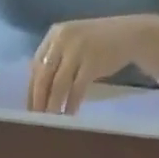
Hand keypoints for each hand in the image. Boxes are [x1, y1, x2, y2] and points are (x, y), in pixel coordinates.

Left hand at [28, 15, 158, 113]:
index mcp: (54, 34)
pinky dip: (71, 105)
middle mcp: (63, 38)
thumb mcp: (72, 47)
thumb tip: (37, 95)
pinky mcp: (92, 60)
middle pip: (43, 76)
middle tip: (35, 122)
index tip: (29, 111)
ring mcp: (78, 48)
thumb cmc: (96, 46)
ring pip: (58, 85)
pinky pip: (76, 89)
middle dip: (38, 102)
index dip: (31, 91)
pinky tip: (69, 116)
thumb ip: (55, 63)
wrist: (129, 34)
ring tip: (50, 123)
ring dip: (53, 107)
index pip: (35, 66)